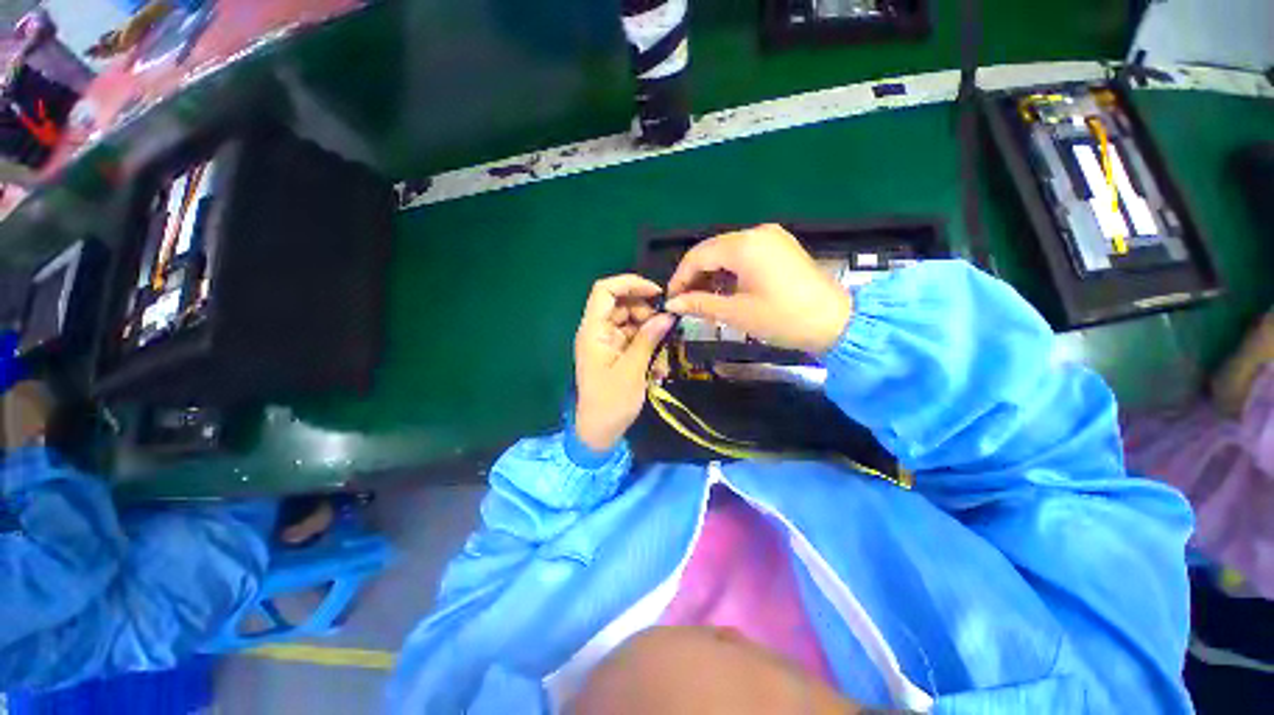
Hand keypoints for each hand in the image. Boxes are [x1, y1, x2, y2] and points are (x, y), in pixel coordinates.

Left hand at [574, 275, 675, 452]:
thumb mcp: (632, 370)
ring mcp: (605, 341)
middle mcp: (597, 331)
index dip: (629, 284)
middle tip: (664, 323)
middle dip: (643, 307)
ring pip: (627, 318)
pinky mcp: (614, 352)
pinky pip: (631, 335)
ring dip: (647, 324)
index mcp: (593, 331)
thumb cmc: (611, 402)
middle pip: (619, 303)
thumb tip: (667, 315)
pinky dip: (645, 337)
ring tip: (663, 340)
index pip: (604, 291)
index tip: (656, 293)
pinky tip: (657, 351)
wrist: (599, 431)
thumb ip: (648, 339)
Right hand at [665, 224, 852, 354]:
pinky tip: (726, 292)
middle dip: (695, 277)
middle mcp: (756, 233)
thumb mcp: (736, 313)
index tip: (671, 300)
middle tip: (686, 303)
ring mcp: (771, 238)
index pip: (698, 255)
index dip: (680, 278)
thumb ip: (700, 304)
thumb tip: (672, 304)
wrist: (837, 322)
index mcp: (744, 245)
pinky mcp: (780, 247)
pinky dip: (730, 272)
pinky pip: (744, 255)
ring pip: (727, 252)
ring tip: (704, 302)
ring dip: (712, 275)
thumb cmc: (783, 318)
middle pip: (712, 250)